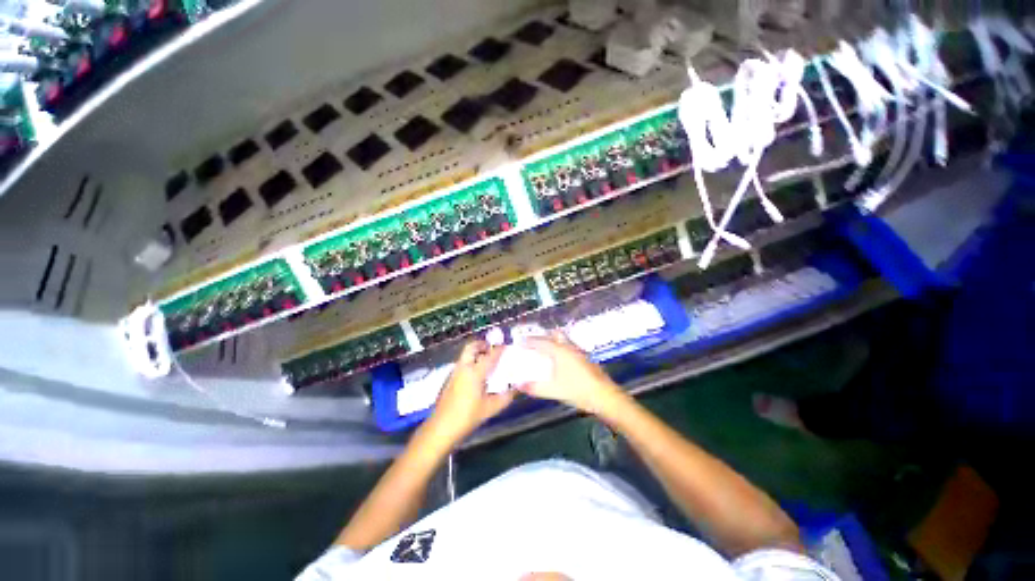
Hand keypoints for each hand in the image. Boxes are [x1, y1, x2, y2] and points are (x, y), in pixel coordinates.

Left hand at [428, 341, 513, 442]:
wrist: (441, 428)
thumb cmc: (467, 417)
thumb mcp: (490, 408)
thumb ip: (506, 397)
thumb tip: (516, 388)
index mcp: (475, 372)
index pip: (490, 355)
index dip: (499, 349)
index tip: (507, 346)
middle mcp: (464, 367)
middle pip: (472, 347)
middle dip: (483, 344)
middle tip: (493, 349)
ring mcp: (455, 372)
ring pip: (466, 354)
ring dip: (476, 353)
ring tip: (488, 361)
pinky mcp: (450, 379)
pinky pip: (462, 363)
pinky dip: (471, 361)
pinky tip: (478, 375)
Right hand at [518, 333, 625, 414]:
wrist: (605, 396)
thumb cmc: (578, 390)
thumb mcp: (554, 390)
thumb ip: (534, 387)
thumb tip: (518, 385)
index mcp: (560, 350)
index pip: (540, 341)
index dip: (528, 341)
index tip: (519, 342)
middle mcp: (569, 347)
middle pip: (552, 336)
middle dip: (540, 338)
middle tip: (530, 345)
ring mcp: (578, 351)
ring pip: (562, 340)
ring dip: (551, 342)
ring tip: (542, 352)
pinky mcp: (584, 358)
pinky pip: (567, 347)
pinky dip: (558, 349)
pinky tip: (557, 362)